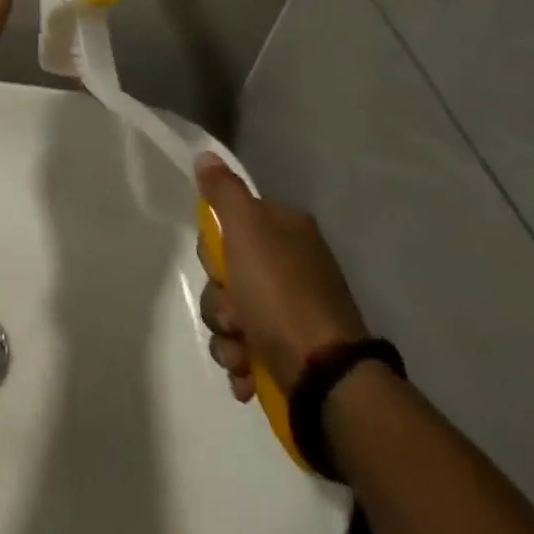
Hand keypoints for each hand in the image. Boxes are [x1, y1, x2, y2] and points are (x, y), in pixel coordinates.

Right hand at [194, 153, 369, 398]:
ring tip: (240, 353)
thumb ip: (224, 192)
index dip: (216, 245)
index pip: (231, 221)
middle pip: (227, 271)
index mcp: (287, 230)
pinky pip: (245, 347)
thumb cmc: (280, 295)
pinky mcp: (289, 351)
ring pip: (231, 312)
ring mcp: (292, 310)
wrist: (326, 378)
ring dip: (226, 334)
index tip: (220, 264)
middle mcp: (292, 265)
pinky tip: (246, 374)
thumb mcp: (246, 231)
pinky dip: (241, 361)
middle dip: (220, 298)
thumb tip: (207, 155)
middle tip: (233, 312)